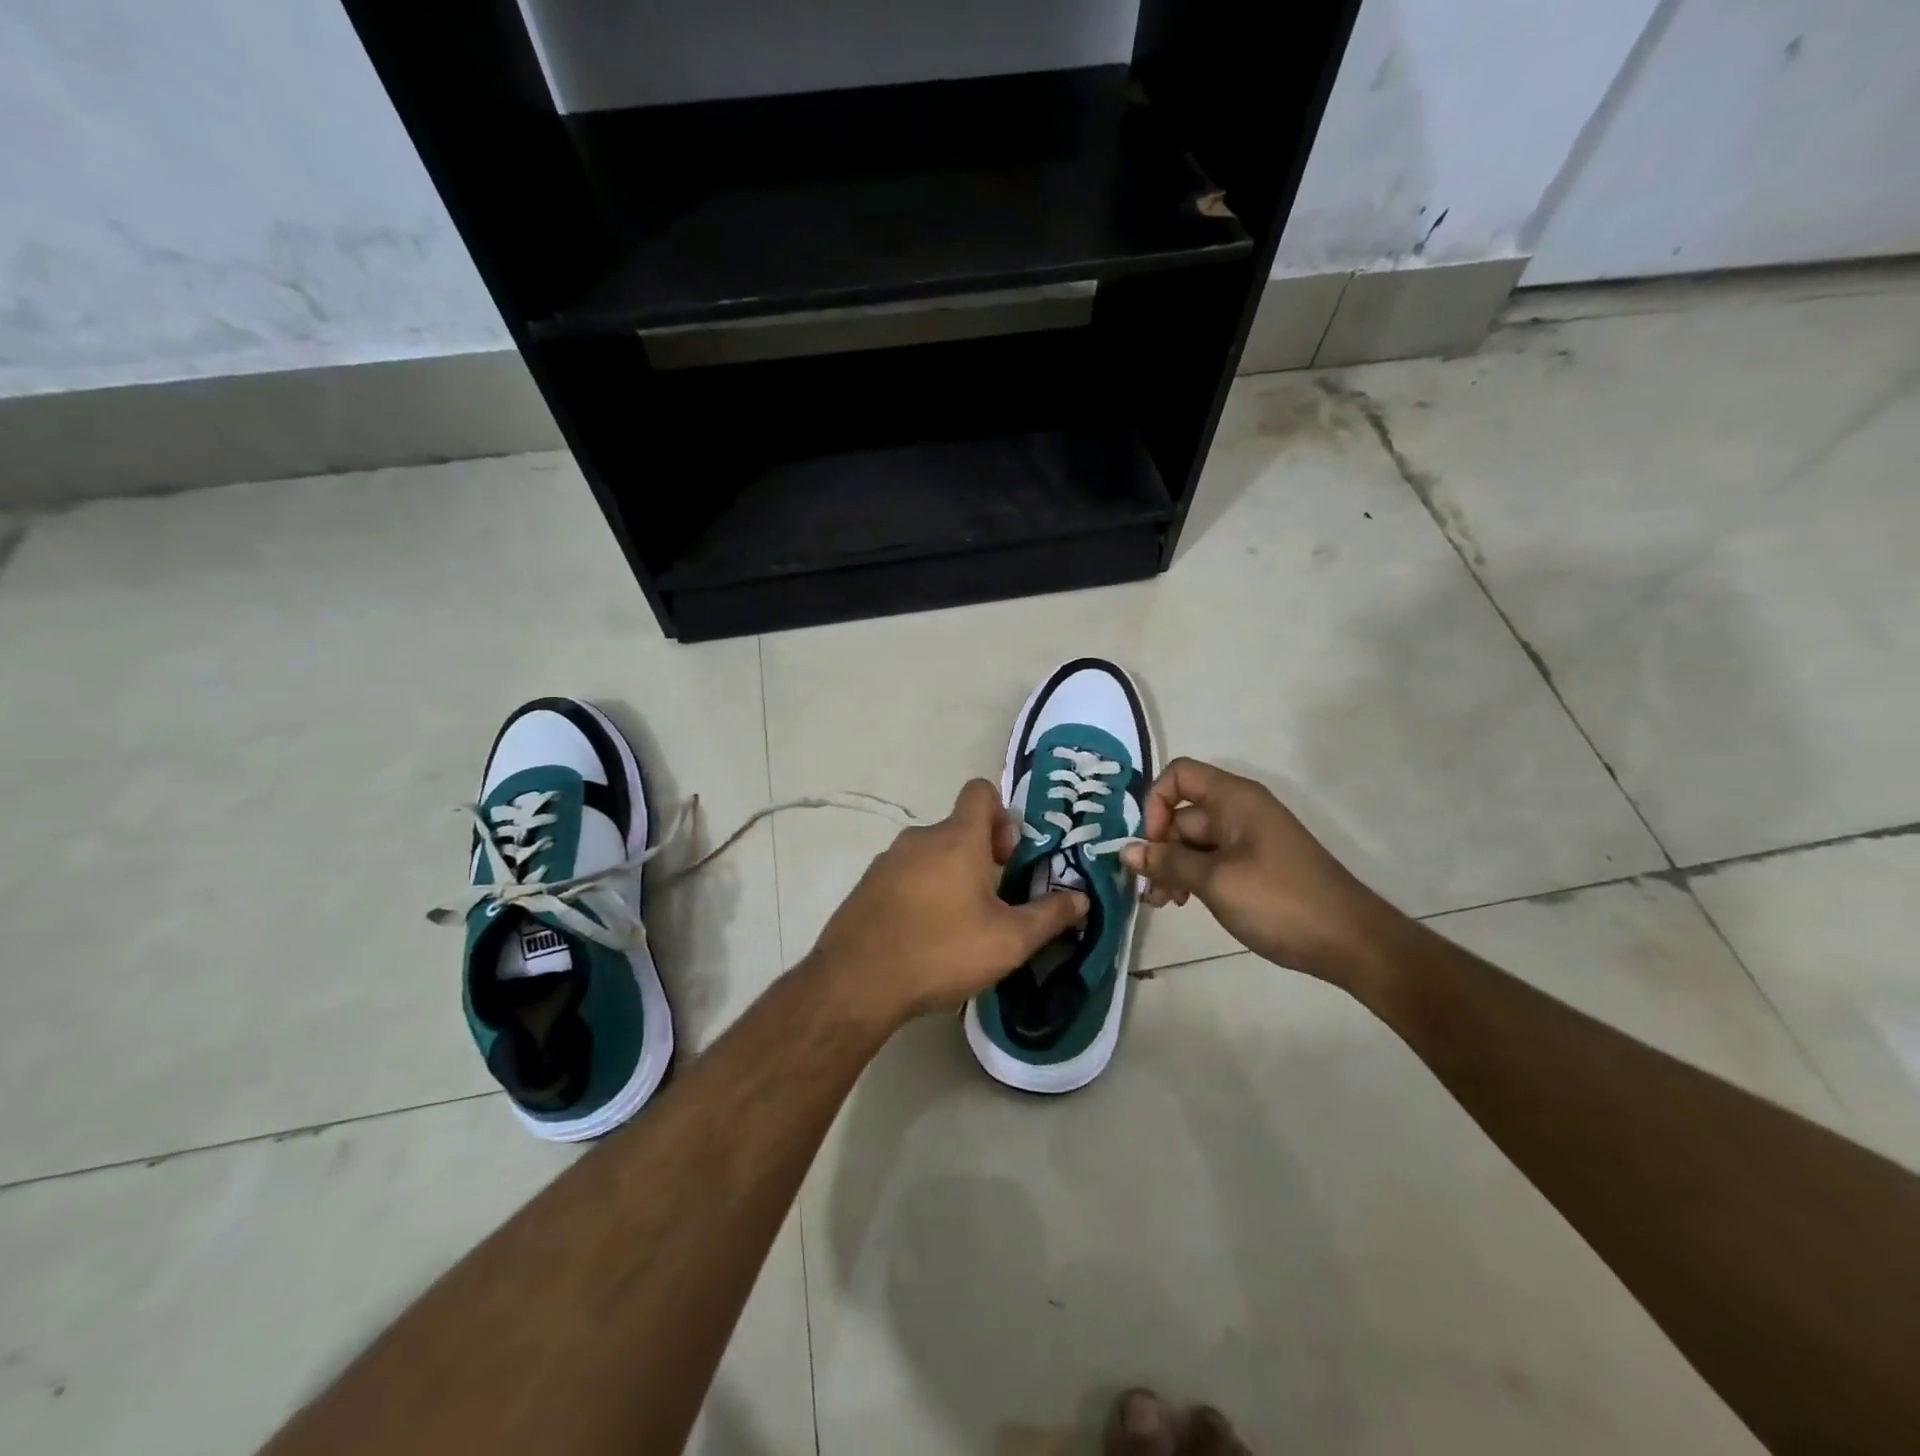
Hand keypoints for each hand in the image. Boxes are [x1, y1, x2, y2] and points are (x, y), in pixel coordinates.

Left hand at [808, 779, 1088, 1029]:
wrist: (857, 982)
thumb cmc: (942, 950)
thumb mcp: (1009, 940)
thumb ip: (1049, 916)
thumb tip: (1081, 898)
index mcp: (957, 838)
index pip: (981, 791)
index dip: (1002, 814)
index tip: (1008, 857)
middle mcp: (920, 837)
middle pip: (958, 828)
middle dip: (981, 856)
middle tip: (994, 901)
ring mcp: (887, 860)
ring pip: (930, 854)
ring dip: (950, 877)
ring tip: (960, 925)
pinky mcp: (866, 885)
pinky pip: (904, 876)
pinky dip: (920, 893)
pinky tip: (924, 936)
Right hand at [1119, 758, 1404, 987]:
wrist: (1351, 941)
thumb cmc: (1279, 901)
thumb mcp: (1215, 881)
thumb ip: (1168, 862)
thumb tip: (1125, 850)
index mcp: (1234, 799)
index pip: (1178, 775)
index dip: (1156, 803)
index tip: (1152, 843)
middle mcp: (1240, 810)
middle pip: (1182, 813)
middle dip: (1159, 847)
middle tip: (1150, 890)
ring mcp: (1248, 839)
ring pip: (1193, 841)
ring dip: (1172, 867)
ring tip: (1164, 903)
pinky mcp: (1254, 866)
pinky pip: (1211, 860)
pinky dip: (1193, 876)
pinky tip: (1184, 903)